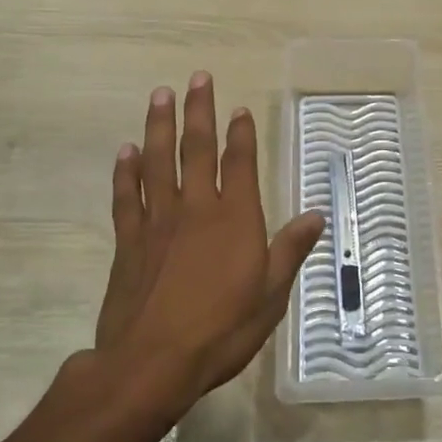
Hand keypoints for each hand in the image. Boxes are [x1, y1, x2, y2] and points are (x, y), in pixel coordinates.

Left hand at [90, 72, 324, 411]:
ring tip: (160, 95)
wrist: (151, 363)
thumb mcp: (270, 295)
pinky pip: (126, 196)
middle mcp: (196, 208)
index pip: (239, 163)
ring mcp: (157, 222)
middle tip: (197, 78)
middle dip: (199, 111)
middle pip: (197, 149)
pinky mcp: (128, 241)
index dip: (241, 133)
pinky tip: (126, 151)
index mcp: (235, 218)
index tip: (239, 108)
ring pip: (157, 161)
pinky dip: (125, 171)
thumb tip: (316, 215)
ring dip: (159, 126)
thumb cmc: (221, 330)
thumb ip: (290, 250)